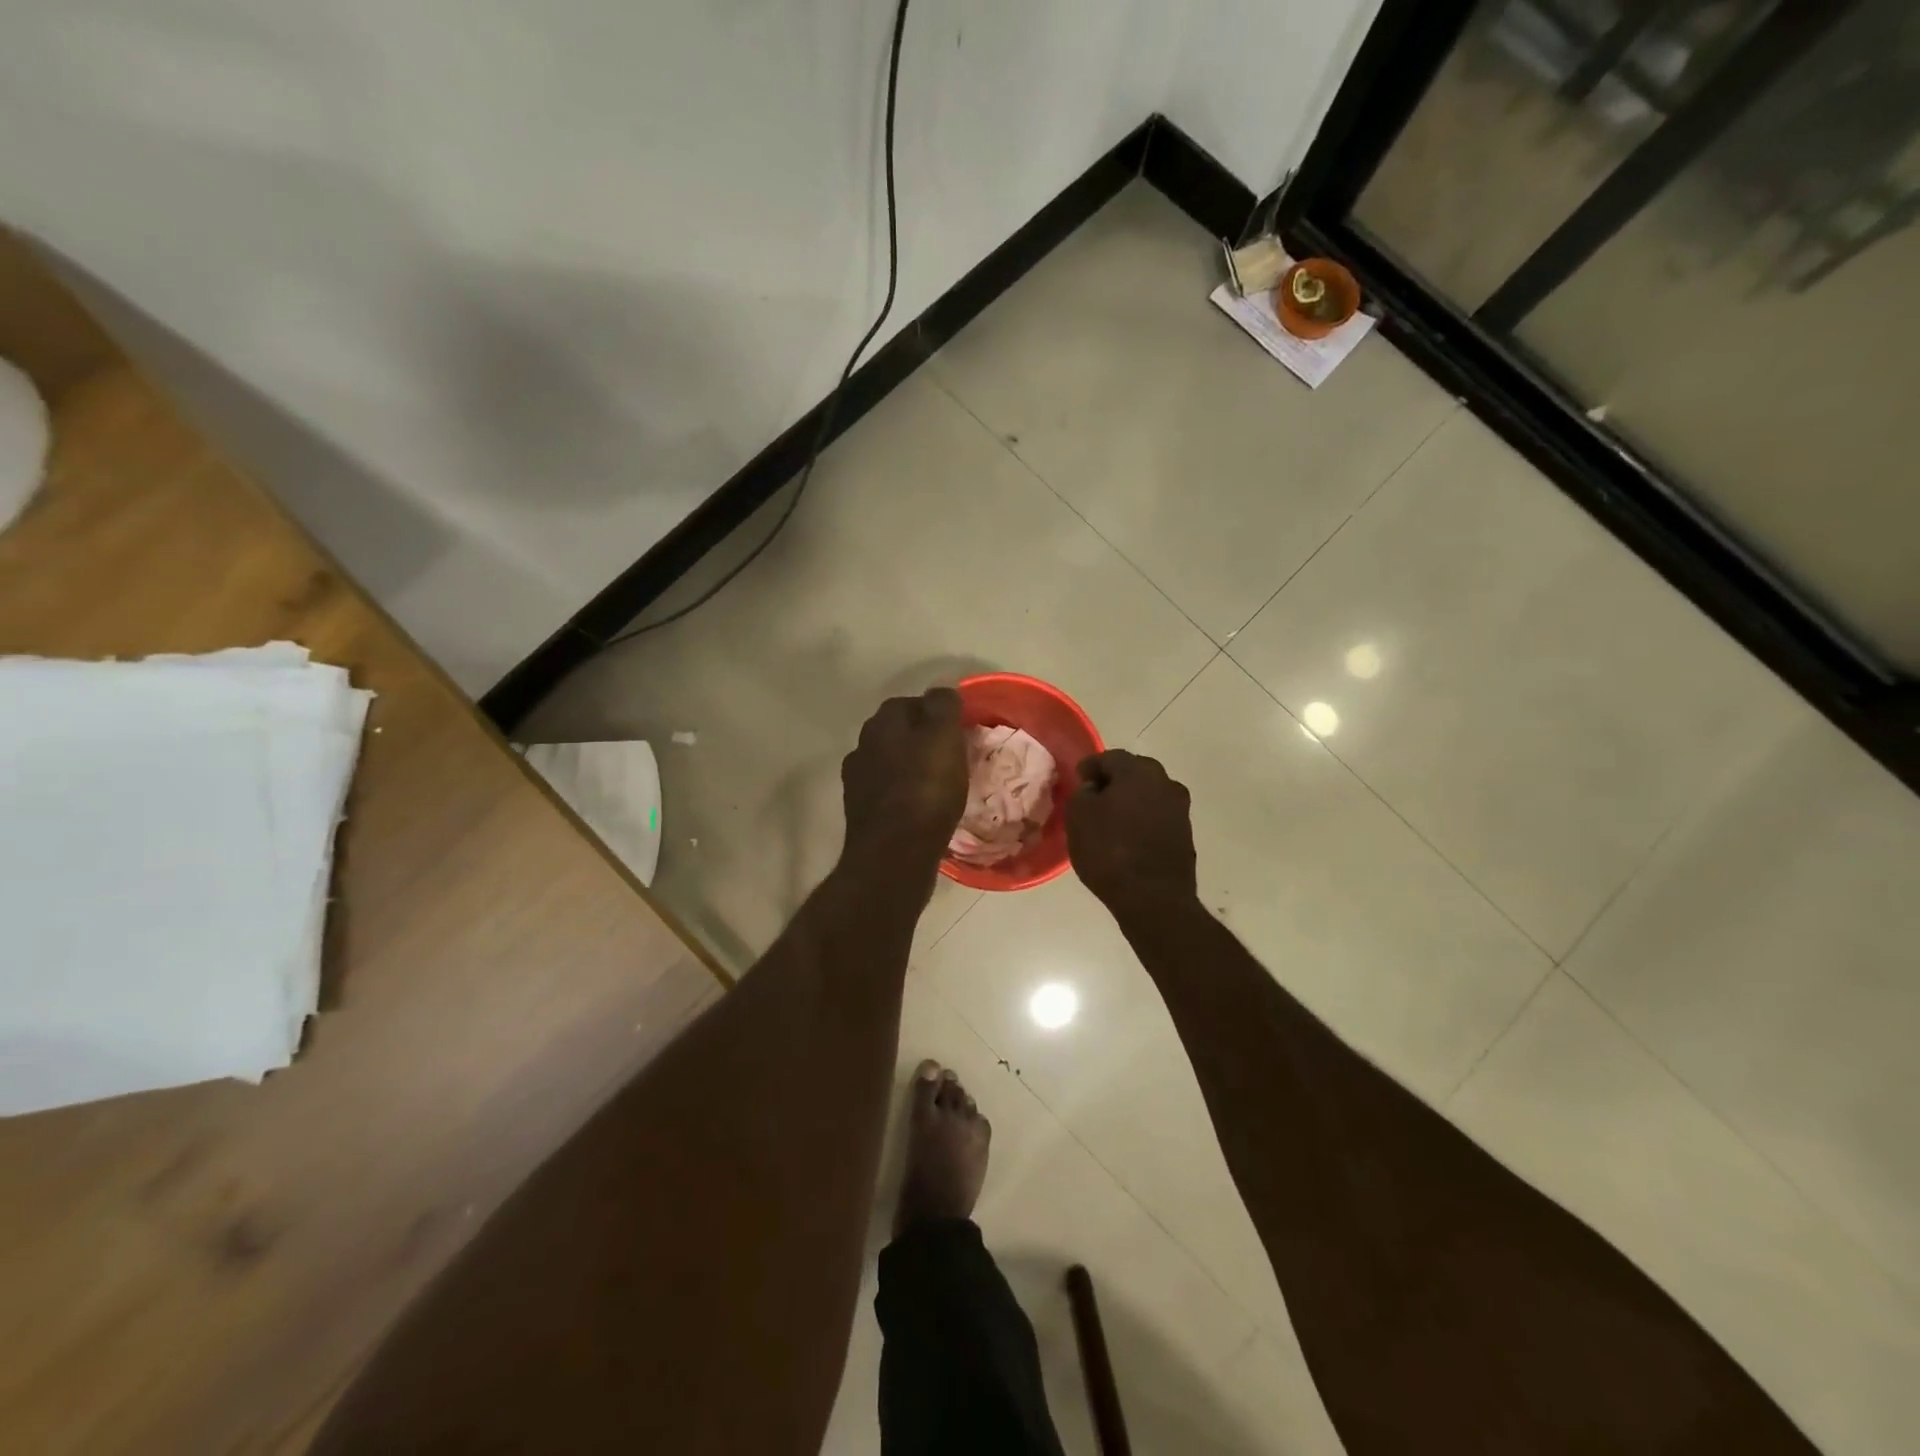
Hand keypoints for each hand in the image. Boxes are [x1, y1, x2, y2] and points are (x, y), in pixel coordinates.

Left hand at [842, 688, 967, 865]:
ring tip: (937, 784)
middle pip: (896, 733)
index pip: (910, 703)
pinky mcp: (860, 812)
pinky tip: (920, 808)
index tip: (957, 730)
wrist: (895, 852)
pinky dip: (903, 794)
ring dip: (909, 767)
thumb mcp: (944, 738)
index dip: (935, 713)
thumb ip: (943, 706)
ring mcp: (857, 780)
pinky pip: (887, 793)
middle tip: (950, 756)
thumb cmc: (925, 788)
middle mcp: (862, 745)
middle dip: (920, 740)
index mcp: (882, 723)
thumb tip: (940, 691)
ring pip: (889, 763)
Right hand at [1066, 750, 1197, 909]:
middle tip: (1093, 797)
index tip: (1077, 778)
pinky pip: (1157, 818)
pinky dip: (1142, 821)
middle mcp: (1165, 782)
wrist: (1153, 898)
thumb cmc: (1109, 850)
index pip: (1109, 757)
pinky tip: (1128, 838)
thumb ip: (1082, 794)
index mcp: (1138, 771)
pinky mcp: (1185, 835)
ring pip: (1148, 796)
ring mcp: (1180, 809)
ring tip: (1111, 820)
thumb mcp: (1078, 817)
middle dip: (1113, 782)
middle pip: (1134, 773)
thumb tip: (1093, 789)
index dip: (1090, 767)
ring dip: (1130, 802)